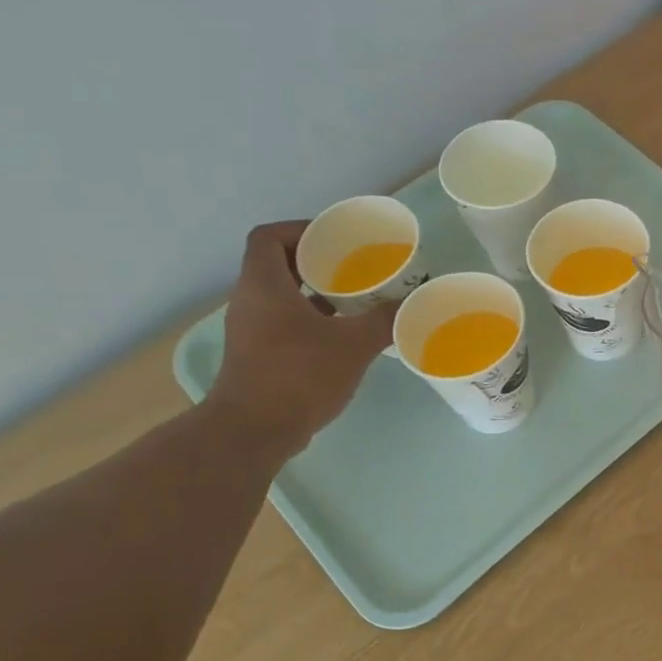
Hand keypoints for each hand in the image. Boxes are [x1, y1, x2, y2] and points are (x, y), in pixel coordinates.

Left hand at [205, 221, 396, 456]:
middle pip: (278, 266)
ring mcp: (251, 331)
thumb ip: (383, 320)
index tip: (336, 241)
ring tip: (356, 303)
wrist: (255, 430)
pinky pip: (284, 325)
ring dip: (317, 296)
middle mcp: (250, 301)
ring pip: (283, 298)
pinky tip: (343, 338)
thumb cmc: (300, 375)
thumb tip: (411, 302)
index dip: (301, 230)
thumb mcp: (353, 345)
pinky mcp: (258, 357)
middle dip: (318, 264)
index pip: (269, 237)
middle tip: (356, 271)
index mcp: (264, 285)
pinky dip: (312, 322)